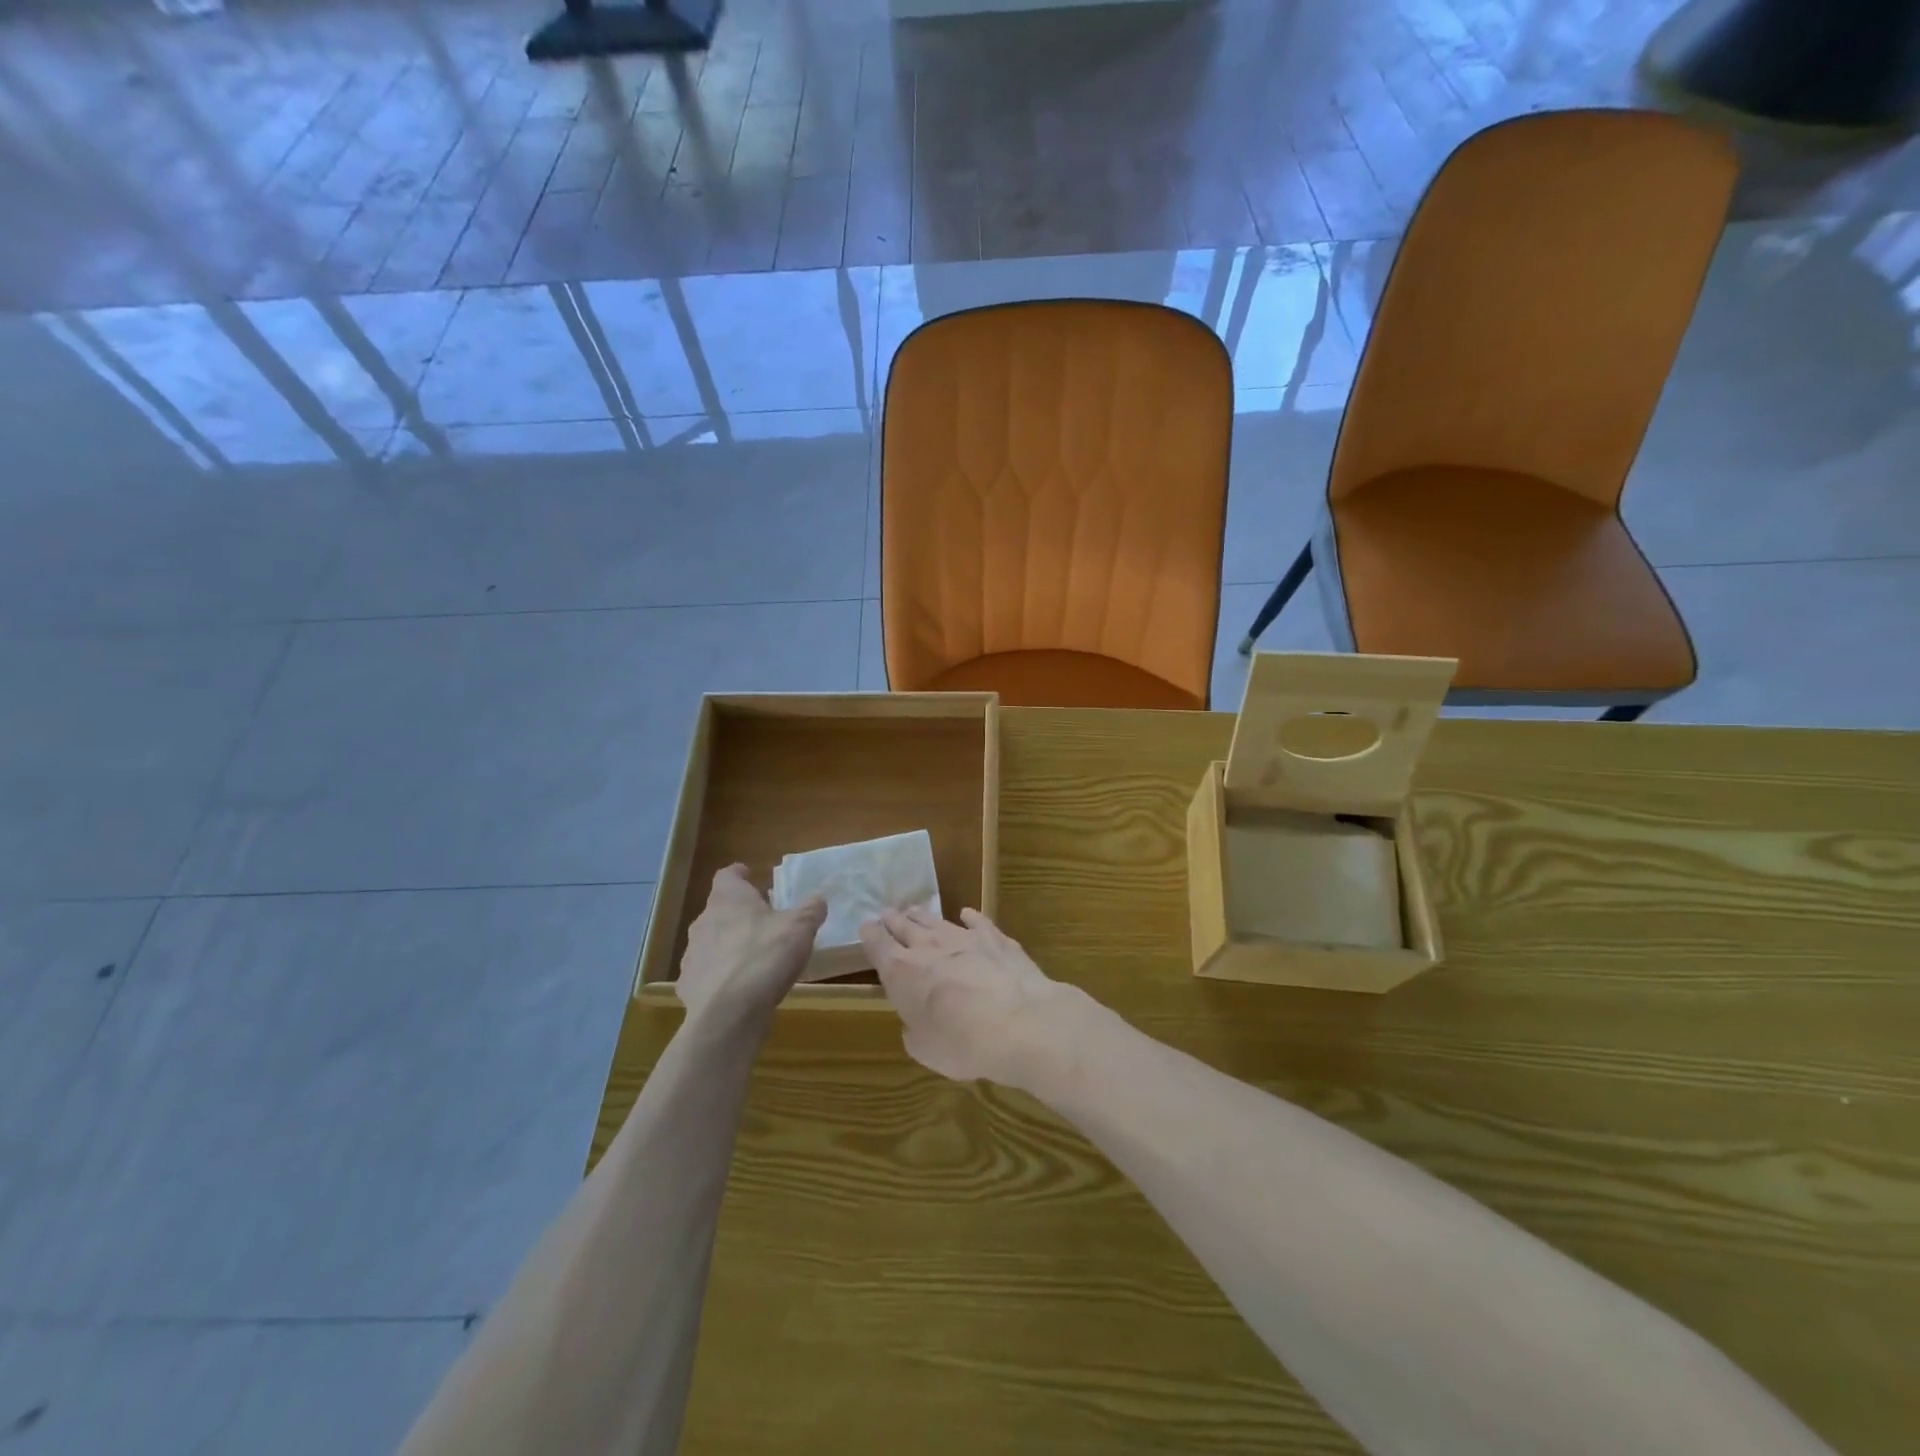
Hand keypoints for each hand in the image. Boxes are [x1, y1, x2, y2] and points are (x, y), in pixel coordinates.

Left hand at [677, 865, 825, 1027]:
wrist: (728, 1013)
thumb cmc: (765, 957)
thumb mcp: (800, 927)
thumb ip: (810, 909)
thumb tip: (818, 899)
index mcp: (729, 899)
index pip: (727, 876)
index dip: (739, 875)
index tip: (751, 877)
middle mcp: (704, 921)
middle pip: (719, 909)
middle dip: (738, 914)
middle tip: (762, 922)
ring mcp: (692, 955)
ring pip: (710, 941)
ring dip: (728, 945)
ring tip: (752, 958)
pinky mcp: (687, 986)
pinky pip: (705, 974)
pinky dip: (719, 977)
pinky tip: (737, 989)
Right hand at [858, 906, 1076, 1086]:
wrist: (1019, 1022)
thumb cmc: (961, 1043)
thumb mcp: (924, 1049)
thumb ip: (914, 1031)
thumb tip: (915, 1021)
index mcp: (902, 972)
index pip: (878, 945)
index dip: (870, 935)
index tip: (866, 925)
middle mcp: (929, 947)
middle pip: (905, 926)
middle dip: (894, 919)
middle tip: (887, 912)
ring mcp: (964, 938)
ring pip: (937, 920)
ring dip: (923, 916)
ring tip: (914, 910)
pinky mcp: (995, 939)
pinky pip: (977, 922)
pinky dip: (969, 918)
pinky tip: (966, 914)